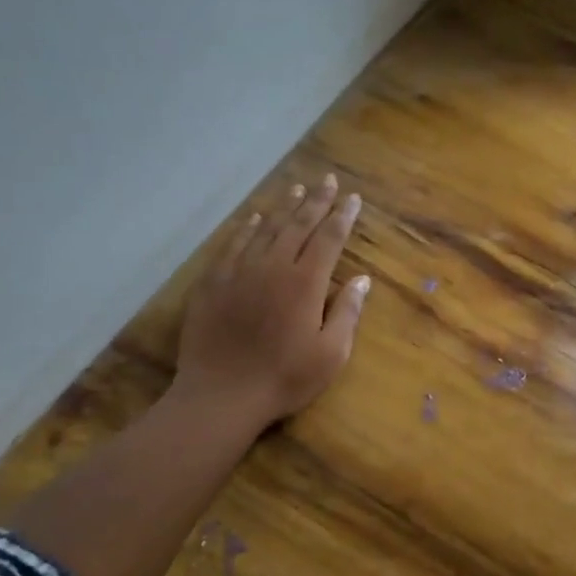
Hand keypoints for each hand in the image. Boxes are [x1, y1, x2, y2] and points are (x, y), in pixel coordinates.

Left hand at [173, 173, 369, 427]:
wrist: (221, 395)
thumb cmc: (284, 379)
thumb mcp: (330, 354)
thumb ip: (347, 313)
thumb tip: (363, 280)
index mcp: (306, 283)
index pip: (329, 239)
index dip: (342, 216)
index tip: (353, 198)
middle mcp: (273, 267)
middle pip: (298, 225)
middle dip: (316, 201)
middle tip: (327, 180)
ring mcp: (239, 271)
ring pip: (266, 229)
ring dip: (283, 208)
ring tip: (296, 190)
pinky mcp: (213, 282)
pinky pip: (233, 245)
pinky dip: (247, 228)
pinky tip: (254, 218)